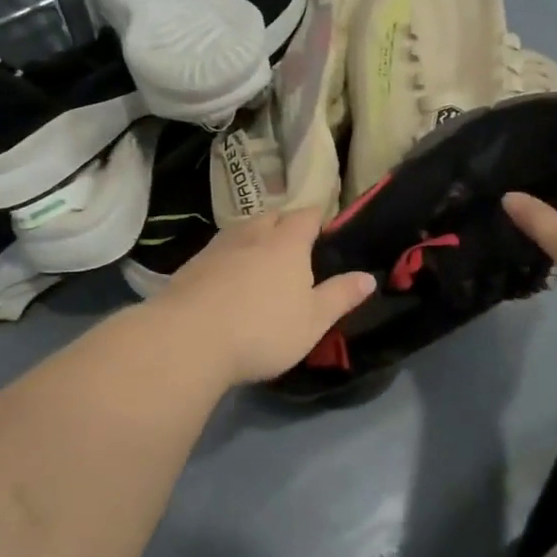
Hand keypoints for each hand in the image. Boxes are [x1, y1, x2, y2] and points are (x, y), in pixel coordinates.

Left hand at [152, 206, 376, 385]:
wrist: (188, 340)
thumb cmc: (262, 330)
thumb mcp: (313, 321)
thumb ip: (340, 296)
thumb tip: (368, 277)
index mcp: (287, 244)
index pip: (306, 216)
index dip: (317, 217)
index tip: (323, 225)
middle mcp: (252, 235)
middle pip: (272, 216)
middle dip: (285, 222)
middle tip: (294, 242)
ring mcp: (218, 248)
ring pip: (242, 229)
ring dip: (255, 236)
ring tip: (261, 256)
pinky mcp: (191, 265)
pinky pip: (218, 249)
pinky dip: (230, 255)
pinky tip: (228, 277)